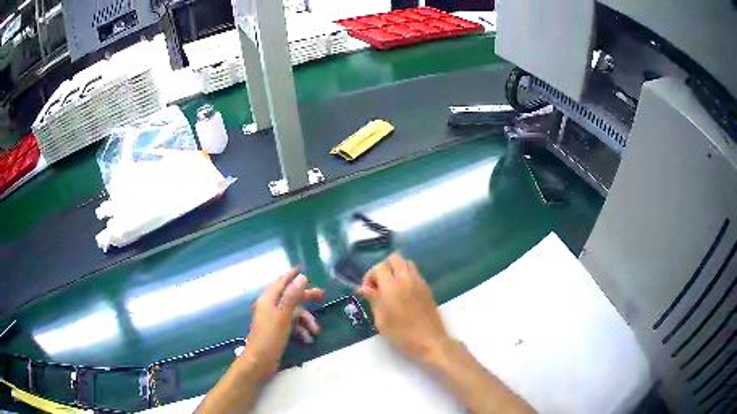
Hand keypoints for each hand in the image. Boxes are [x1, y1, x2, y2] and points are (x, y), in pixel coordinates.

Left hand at [242, 268, 323, 380]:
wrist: (259, 361)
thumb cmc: (270, 336)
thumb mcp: (284, 315)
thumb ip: (292, 296)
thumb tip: (302, 277)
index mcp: (268, 299)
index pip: (281, 282)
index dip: (291, 275)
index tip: (301, 268)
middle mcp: (269, 306)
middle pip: (289, 296)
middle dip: (305, 297)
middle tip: (321, 296)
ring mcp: (273, 319)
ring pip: (293, 313)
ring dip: (305, 320)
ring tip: (316, 331)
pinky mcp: (276, 330)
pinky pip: (291, 324)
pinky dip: (300, 329)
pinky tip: (307, 339)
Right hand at [359, 253, 449, 363]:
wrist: (430, 341)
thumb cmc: (402, 334)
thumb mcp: (381, 320)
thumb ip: (373, 300)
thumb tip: (364, 288)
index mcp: (392, 286)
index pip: (379, 267)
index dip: (370, 276)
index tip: (368, 290)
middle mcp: (406, 279)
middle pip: (395, 258)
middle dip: (384, 268)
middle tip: (379, 284)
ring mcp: (419, 282)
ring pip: (407, 263)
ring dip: (397, 269)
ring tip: (391, 287)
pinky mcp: (427, 288)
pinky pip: (415, 273)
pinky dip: (407, 276)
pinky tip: (403, 293)